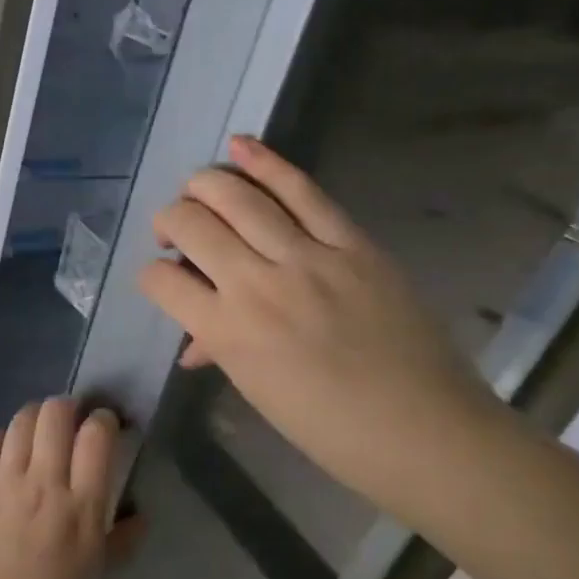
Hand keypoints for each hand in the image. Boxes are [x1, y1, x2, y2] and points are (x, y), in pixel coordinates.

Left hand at [0, 399, 120, 578]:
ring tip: (39, 432)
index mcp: (81, 509)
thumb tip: (142, 515)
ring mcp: (3, 481)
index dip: (104, 420)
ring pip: (21, 420)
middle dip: (68, 407)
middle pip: (56, 414)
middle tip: (72, 420)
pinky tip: (7, 453)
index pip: (97, 437)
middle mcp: (43, 484)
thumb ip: (122, 542)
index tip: (106, 425)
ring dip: (35, 417)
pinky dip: (2, 438)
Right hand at [138, 135, 516, 512]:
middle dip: (169, 220)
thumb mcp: (258, 391)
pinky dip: (265, 162)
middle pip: (191, 224)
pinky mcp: (352, 244)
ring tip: (197, 190)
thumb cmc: (330, 429)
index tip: (165, 279)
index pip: (160, 279)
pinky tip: (239, 146)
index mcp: (226, 332)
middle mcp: (256, 285)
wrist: (426, 432)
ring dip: (204, 185)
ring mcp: (307, 257)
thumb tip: (194, 341)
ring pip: (237, 196)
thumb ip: (220, 350)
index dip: (151, 274)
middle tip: (176, 232)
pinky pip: (302, 191)